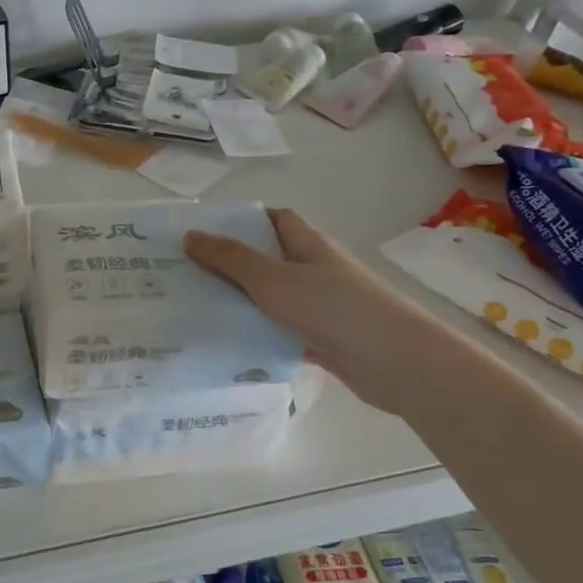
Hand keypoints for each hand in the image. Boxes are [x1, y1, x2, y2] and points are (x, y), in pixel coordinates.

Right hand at [184, 208, 434, 416]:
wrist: (395, 362)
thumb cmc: (334, 308)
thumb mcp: (273, 279)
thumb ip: (231, 259)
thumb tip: (190, 235)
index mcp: (308, 244)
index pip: (274, 219)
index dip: (242, 221)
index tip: (204, 235)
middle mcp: (315, 270)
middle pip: (268, 260)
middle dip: (232, 266)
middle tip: (188, 276)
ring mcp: (320, 306)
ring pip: (273, 299)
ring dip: (243, 303)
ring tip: (197, 311)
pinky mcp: (323, 340)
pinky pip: (282, 332)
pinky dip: (260, 336)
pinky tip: (231, 346)